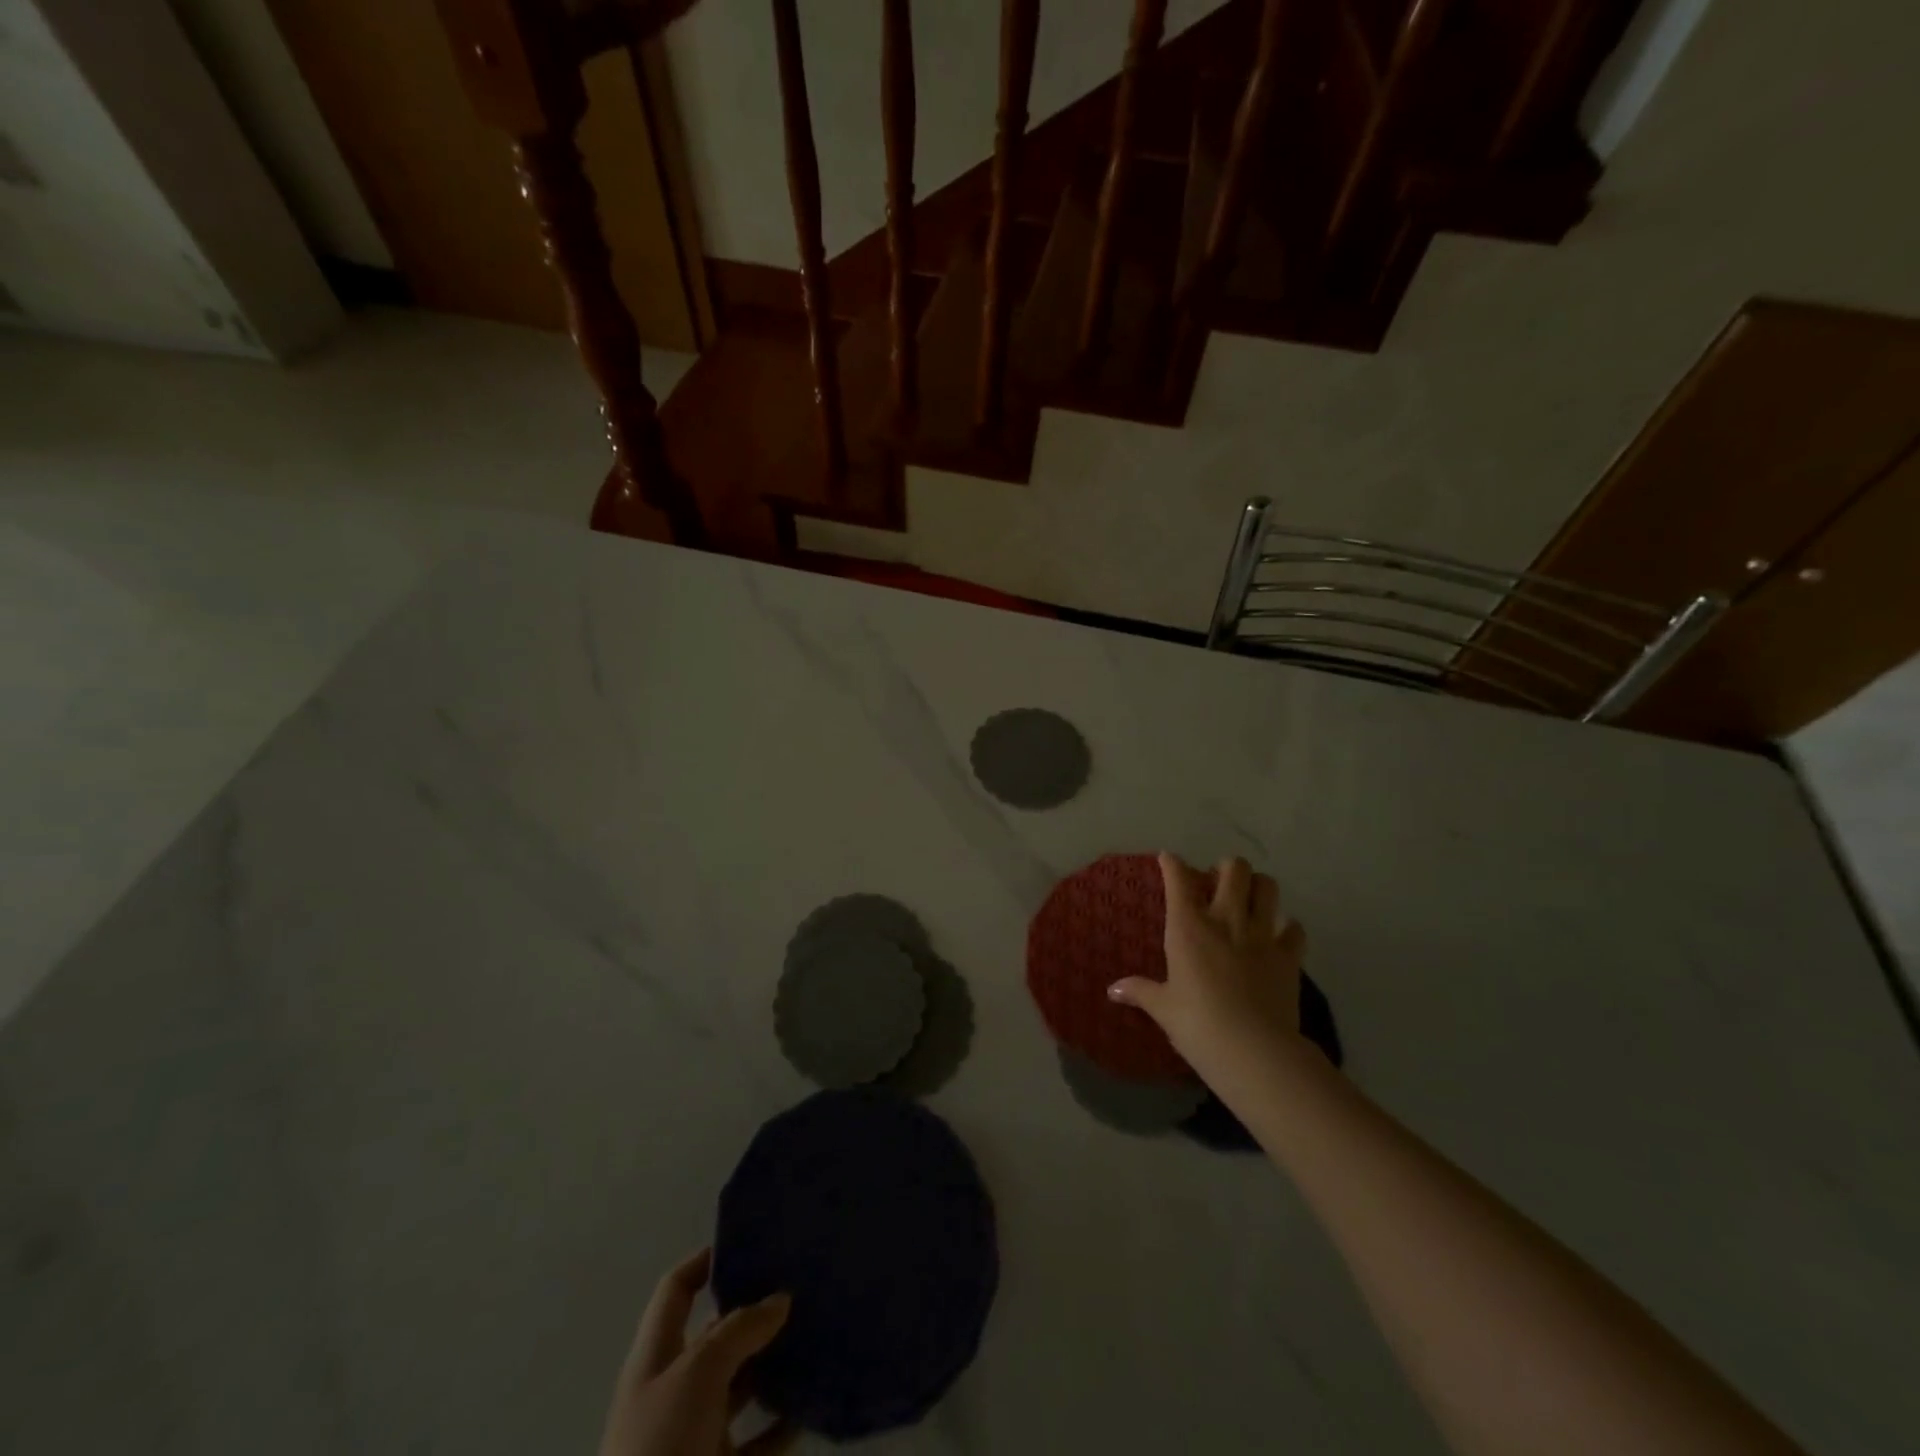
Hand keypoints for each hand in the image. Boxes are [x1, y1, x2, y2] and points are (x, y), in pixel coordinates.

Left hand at [598, 1248, 795, 1455]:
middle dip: (754, 1311)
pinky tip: (811, 1405)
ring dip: (775, 1365)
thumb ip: (739, 1329)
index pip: (677, 1290)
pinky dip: (784, 1424)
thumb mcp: (696, 1372)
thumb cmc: (660, 1449)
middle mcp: (675, 1390)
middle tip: (802, 1284)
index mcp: (656, 1357)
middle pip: (716, 1336)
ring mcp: (696, 1437)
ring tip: (816, 1336)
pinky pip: (759, 1441)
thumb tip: (780, 1298)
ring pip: (742, 1386)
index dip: (706, 1261)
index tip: (750, 1241)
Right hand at [1108, 853, 1305, 1072]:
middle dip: (1226, 868)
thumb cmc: (1198, 1025)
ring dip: (1258, 886)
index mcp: (1188, 927)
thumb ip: (1140, 991)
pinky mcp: (1290, 956)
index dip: (1172, 863)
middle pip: (1234, 869)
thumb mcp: (1163, 1008)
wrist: (1253, 1051)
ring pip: (1268, 887)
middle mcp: (1226, 920)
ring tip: (1250, 898)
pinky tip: (1279, 936)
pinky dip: (1287, 927)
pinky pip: (1294, 928)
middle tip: (1217, 883)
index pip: (1179, 879)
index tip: (1168, 859)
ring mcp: (1262, 935)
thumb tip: (1112, 990)